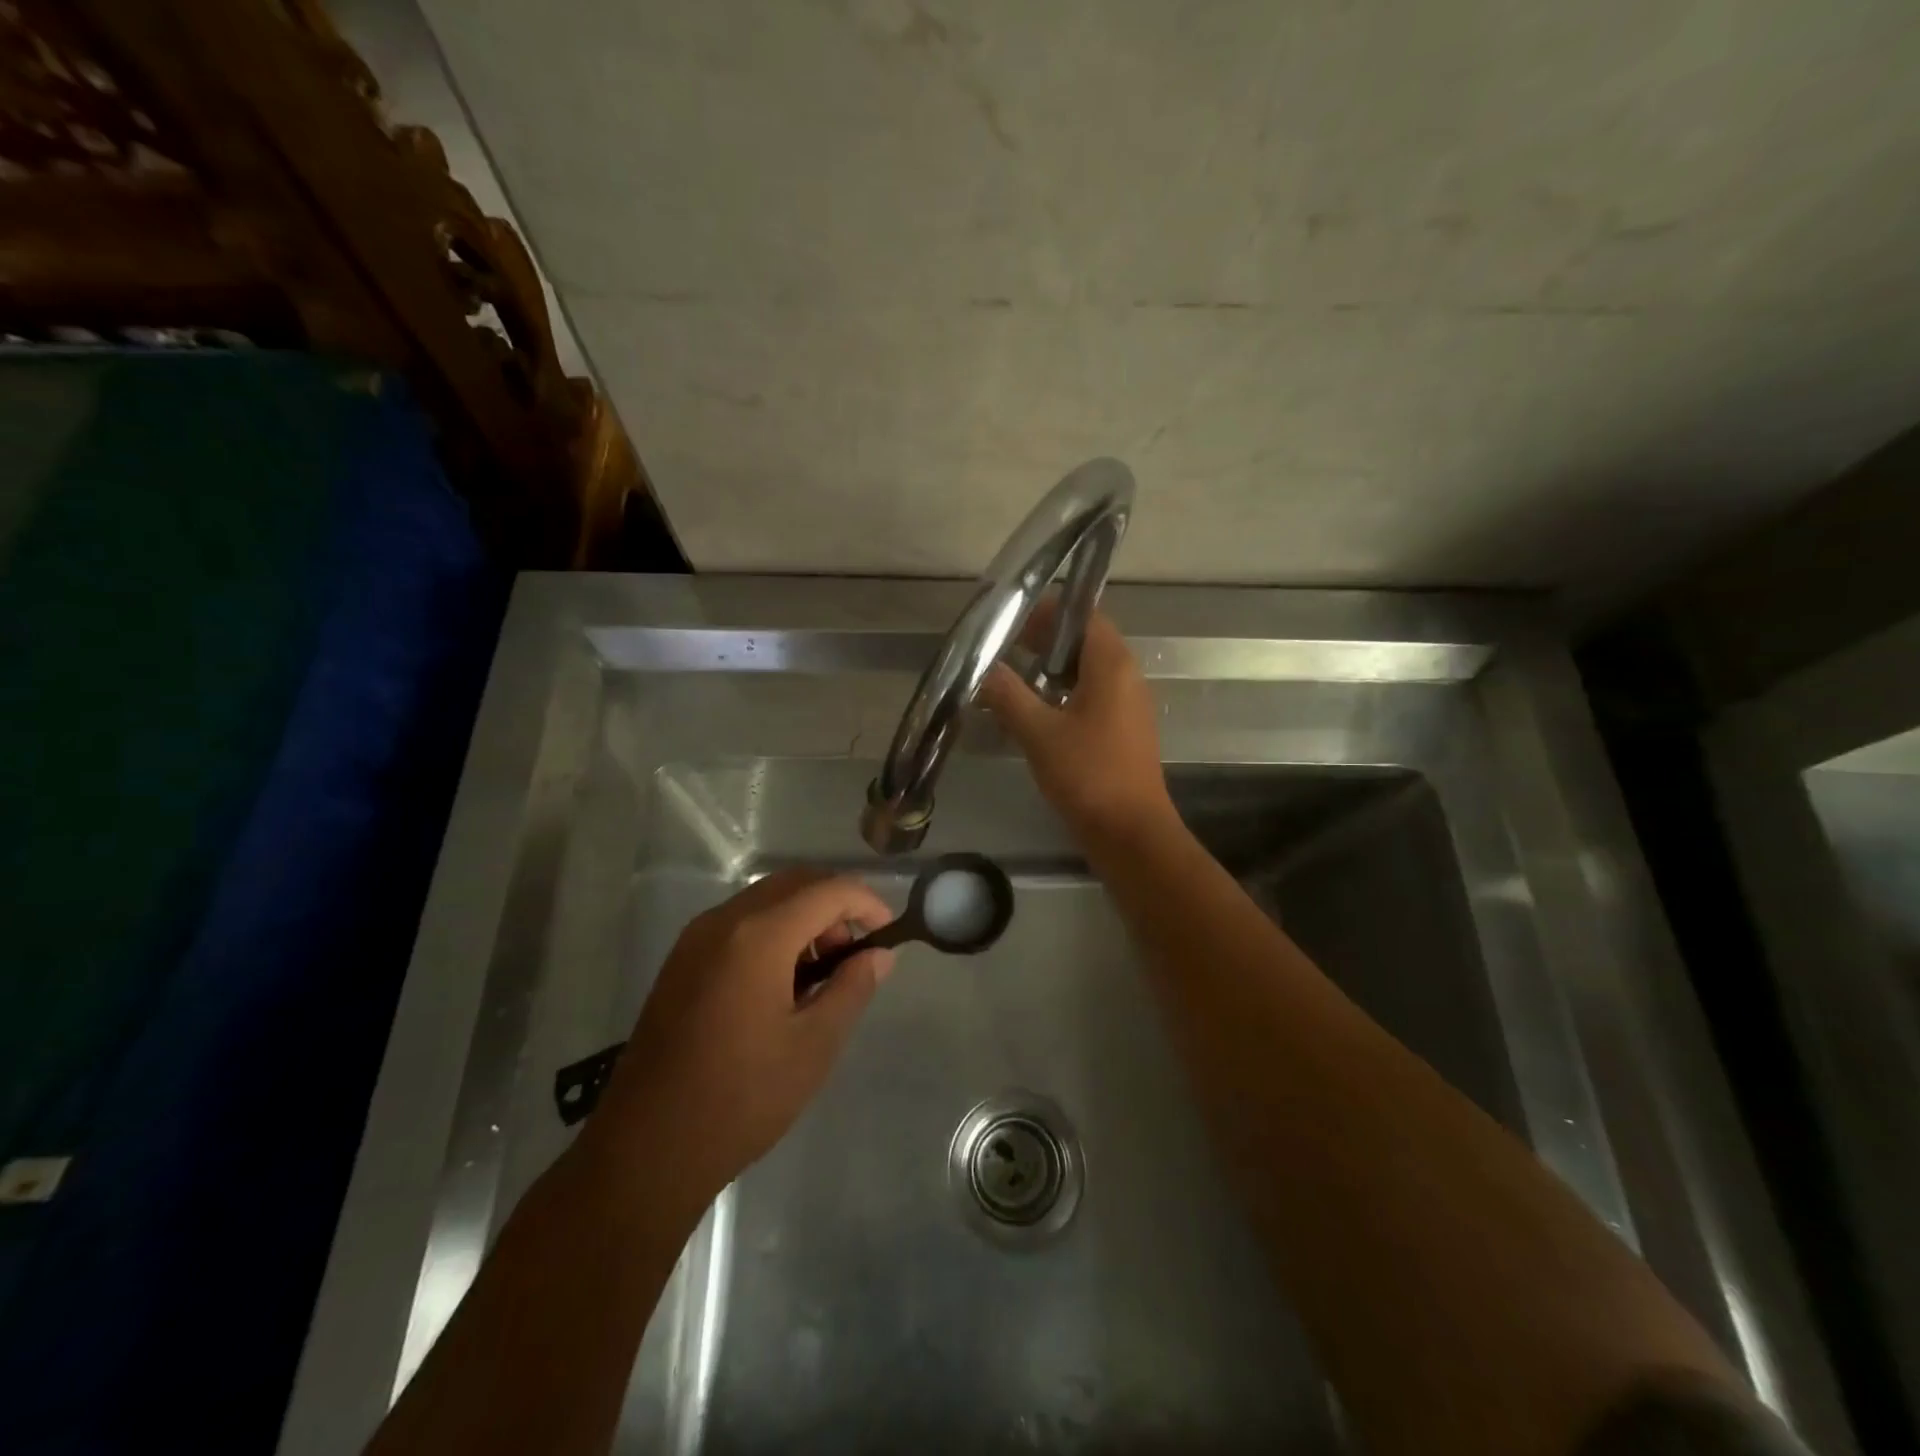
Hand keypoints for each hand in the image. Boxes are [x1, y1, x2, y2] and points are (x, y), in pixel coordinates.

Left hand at [583, 871, 895, 1209]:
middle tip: (855, 955)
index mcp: (758, 936)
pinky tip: (782, 983)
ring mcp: (696, 938)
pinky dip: (774, 931)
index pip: (828, 890)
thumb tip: (878, 954)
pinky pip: (740, 922)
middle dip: (835, 906)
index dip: (867, 903)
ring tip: (821, 975)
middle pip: (795, 883)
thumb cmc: (741, 1098)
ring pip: (766, 899)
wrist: (646, 1148)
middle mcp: (723, 921)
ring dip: (805, 918)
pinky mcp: (681, 960)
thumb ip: (853, 987)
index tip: (888, 936)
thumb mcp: (814, 1045)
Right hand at [979, 605, 1174, 840]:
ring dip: (1051, 670)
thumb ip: (1008, 695)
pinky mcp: (1122, 731)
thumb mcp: (1039, 733)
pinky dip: (1063, 695)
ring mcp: (1127, 705)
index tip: (1012, 617)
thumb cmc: (1088, 774)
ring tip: (1012, 678)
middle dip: (1045, 640)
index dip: (1048, 611)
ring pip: (1087, 672)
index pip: (1083, 614)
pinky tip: (1033, 714)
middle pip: (1084, 641)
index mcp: (1112, 665)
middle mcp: (1126, 677)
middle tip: (1004, 647)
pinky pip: (1092, 697)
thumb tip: (983, 668)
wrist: (1130, 833)